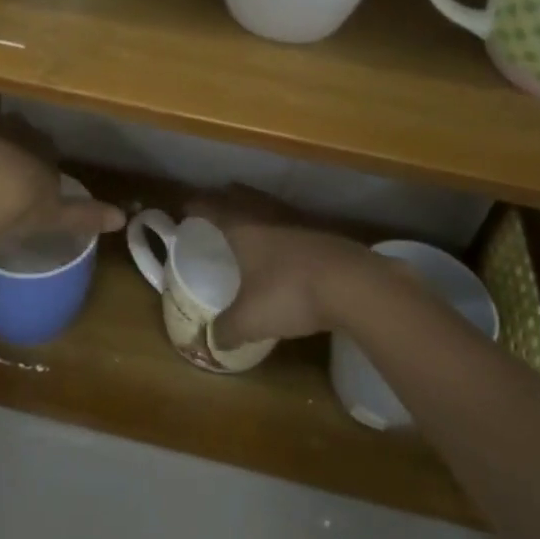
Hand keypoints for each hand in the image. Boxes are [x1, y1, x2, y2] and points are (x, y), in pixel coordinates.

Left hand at [0, 106, 122, 245]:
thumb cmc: (16, 207)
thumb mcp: (54, 215)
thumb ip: (85, 214)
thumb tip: (123, 217)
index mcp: (43, 146)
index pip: (46, 147)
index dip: (37, 162)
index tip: (28, 181)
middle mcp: (15, 126)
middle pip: (16, 131)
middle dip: (11, 144)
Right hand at [187, 189, 389, 349]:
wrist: (355, 285)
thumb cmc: (291, 293)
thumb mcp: (251, 320)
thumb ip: (228, 329)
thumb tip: (212, 341)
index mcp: (243, 228)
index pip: (212, 208)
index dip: (196, 206)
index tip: (184, 207)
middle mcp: (269, 217)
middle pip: (242, 197)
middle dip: (226, 197)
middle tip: (216, 201)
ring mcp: (300, 222)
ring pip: (270, 206)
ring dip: (256, 206)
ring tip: (250, 215)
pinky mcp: (326, 235)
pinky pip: (293, 222)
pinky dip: (282, 225)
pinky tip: (287, 241)